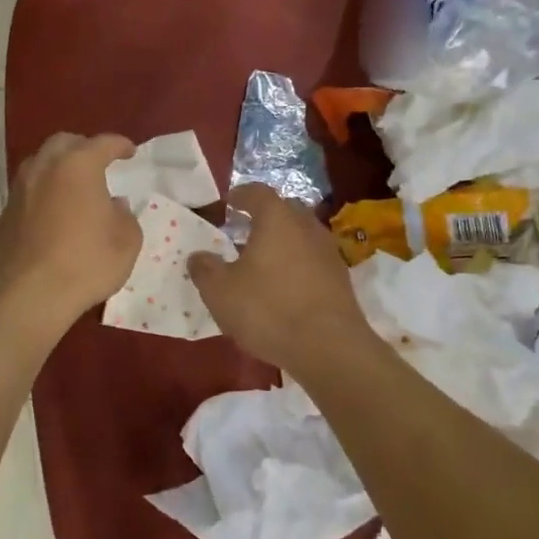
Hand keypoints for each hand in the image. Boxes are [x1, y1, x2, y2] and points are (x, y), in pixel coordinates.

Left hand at [0, 133, 141, 327]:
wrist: (30, 295)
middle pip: (63, 143)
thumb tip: (114, 205)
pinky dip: (42, 194)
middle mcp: (44, 169)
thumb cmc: (86, 263)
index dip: (119, 145)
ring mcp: (19, 191)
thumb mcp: (127, 241)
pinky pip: (26, 193)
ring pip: (38, 164)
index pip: (103, 143)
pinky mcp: (4, 216)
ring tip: (72, 185)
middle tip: (97, 162)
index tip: (129, 152)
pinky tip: (51, 214)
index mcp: (78, 166)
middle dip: (82, 147)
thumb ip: (124, 216)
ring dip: (57, 168)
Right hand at [187, 185, 367, 370]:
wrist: (329, 347)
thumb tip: (197, 256)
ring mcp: (328, 251)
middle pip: (285, 209)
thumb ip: (205, 269)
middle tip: (245, 230)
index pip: (258, 192)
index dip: (241, 195)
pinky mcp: (341, 278)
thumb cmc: (268, 309)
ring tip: (263, 260)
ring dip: (284, 241)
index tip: (229, 203)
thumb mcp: (221, 292)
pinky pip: (313, 259)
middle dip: (265, 216)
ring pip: (302, 234)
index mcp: (277, 219)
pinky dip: (298, 263)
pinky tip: (285, 285)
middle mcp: (306, 226)